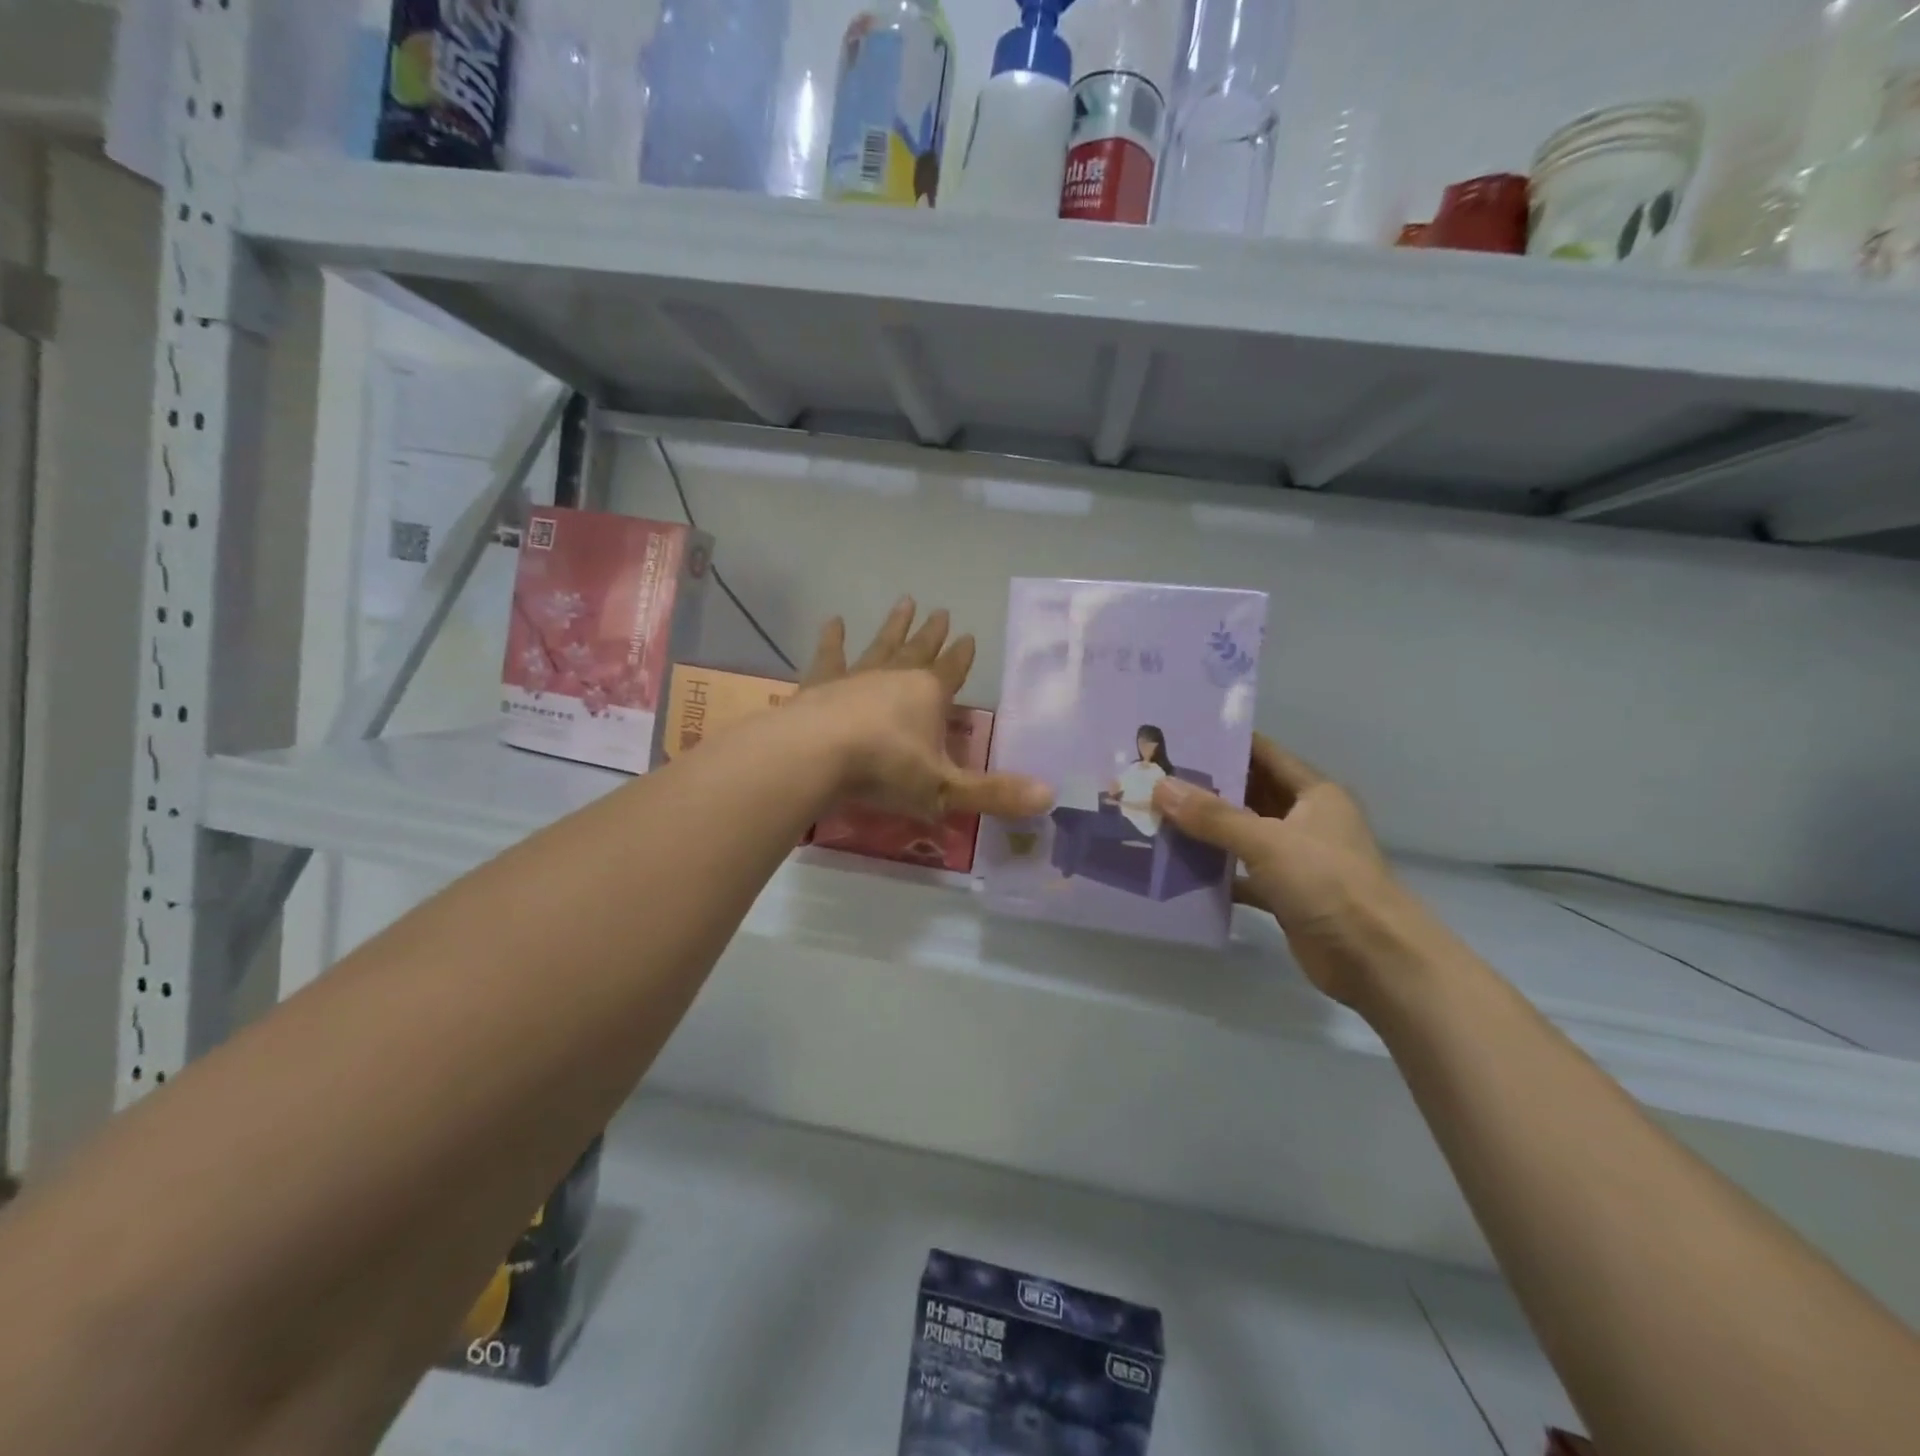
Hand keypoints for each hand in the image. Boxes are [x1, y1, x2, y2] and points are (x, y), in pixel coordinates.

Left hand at [796, 598, 1051, 822]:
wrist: (814, 756)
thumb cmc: (884, 771)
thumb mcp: (944, 790)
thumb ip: (994, 794)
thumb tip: (1051, 796)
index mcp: (929, 695)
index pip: (953, 670)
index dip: (962, 656)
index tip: (969, 636)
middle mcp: (895, 676)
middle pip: (919, 650)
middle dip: (932, 633)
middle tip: (941, 610)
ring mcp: (856, 676)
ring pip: (881, 645)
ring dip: (893, 626)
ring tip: (905, 601)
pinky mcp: (820, 684)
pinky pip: (830, 656)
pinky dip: (832, 639)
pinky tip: (833, 621)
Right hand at [1151, 736, 1429, 1006]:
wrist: (1374, 960)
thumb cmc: (1328, 884)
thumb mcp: (1267, 841)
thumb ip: (1213, 816)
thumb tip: (1161, 787)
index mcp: (1314, 794)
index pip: (1263, 755)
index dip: (1225, 744)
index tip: (1178, 737)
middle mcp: (1305, 820)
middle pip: (1249, 794)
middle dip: (1205, 788)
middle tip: (1154, 777)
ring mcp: (1295, 859)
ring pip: (1242, 835)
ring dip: (1205, 830)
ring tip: (1154, 816)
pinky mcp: (1285, 895)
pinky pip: (1241, 875)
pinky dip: (1214, 873)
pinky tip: (1176, 868)